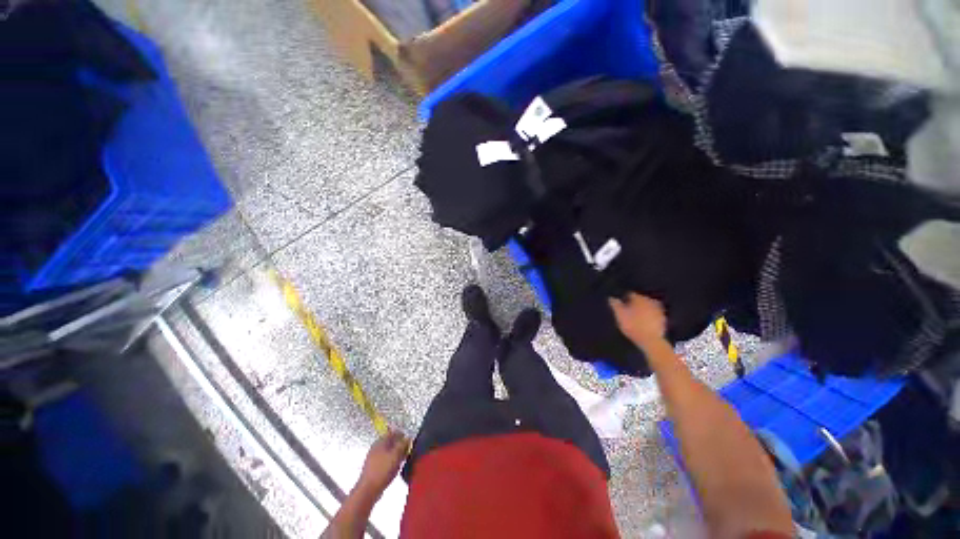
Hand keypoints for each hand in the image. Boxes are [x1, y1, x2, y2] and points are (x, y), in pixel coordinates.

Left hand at [356, 430, 409, 497]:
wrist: (368, 490)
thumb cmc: (383, 470)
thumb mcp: (396, 455)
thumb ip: (403, 444)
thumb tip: (408, 438)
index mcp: (380, 441)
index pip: (393, 432)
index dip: (402, 435)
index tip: (410, 440)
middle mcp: (376, 447)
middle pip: (390, 442)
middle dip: (400, 445)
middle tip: (407, 450)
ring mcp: (373, 458)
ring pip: (388, 452)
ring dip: (396, 454)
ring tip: (402, 460)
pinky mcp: (373, 468)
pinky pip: (385, 461)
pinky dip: (391, 462)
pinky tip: (395, 468)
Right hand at [609, 293, 667, 351]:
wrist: (651, 340)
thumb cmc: (632, 325)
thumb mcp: (619, 315)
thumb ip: (615, 305)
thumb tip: (611, 298)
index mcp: (639, 298)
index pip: (630, 294)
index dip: (625, 299)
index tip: (622, 305)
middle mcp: (650, 301)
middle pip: (641, 299)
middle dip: (636, 304)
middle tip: (629, 311)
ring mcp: (658, 310)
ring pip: (648, 306)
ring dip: (644, 309)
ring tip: (638, 317)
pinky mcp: (663, 319)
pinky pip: (655, 314)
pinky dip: (650, 316)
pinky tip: (646, 322)